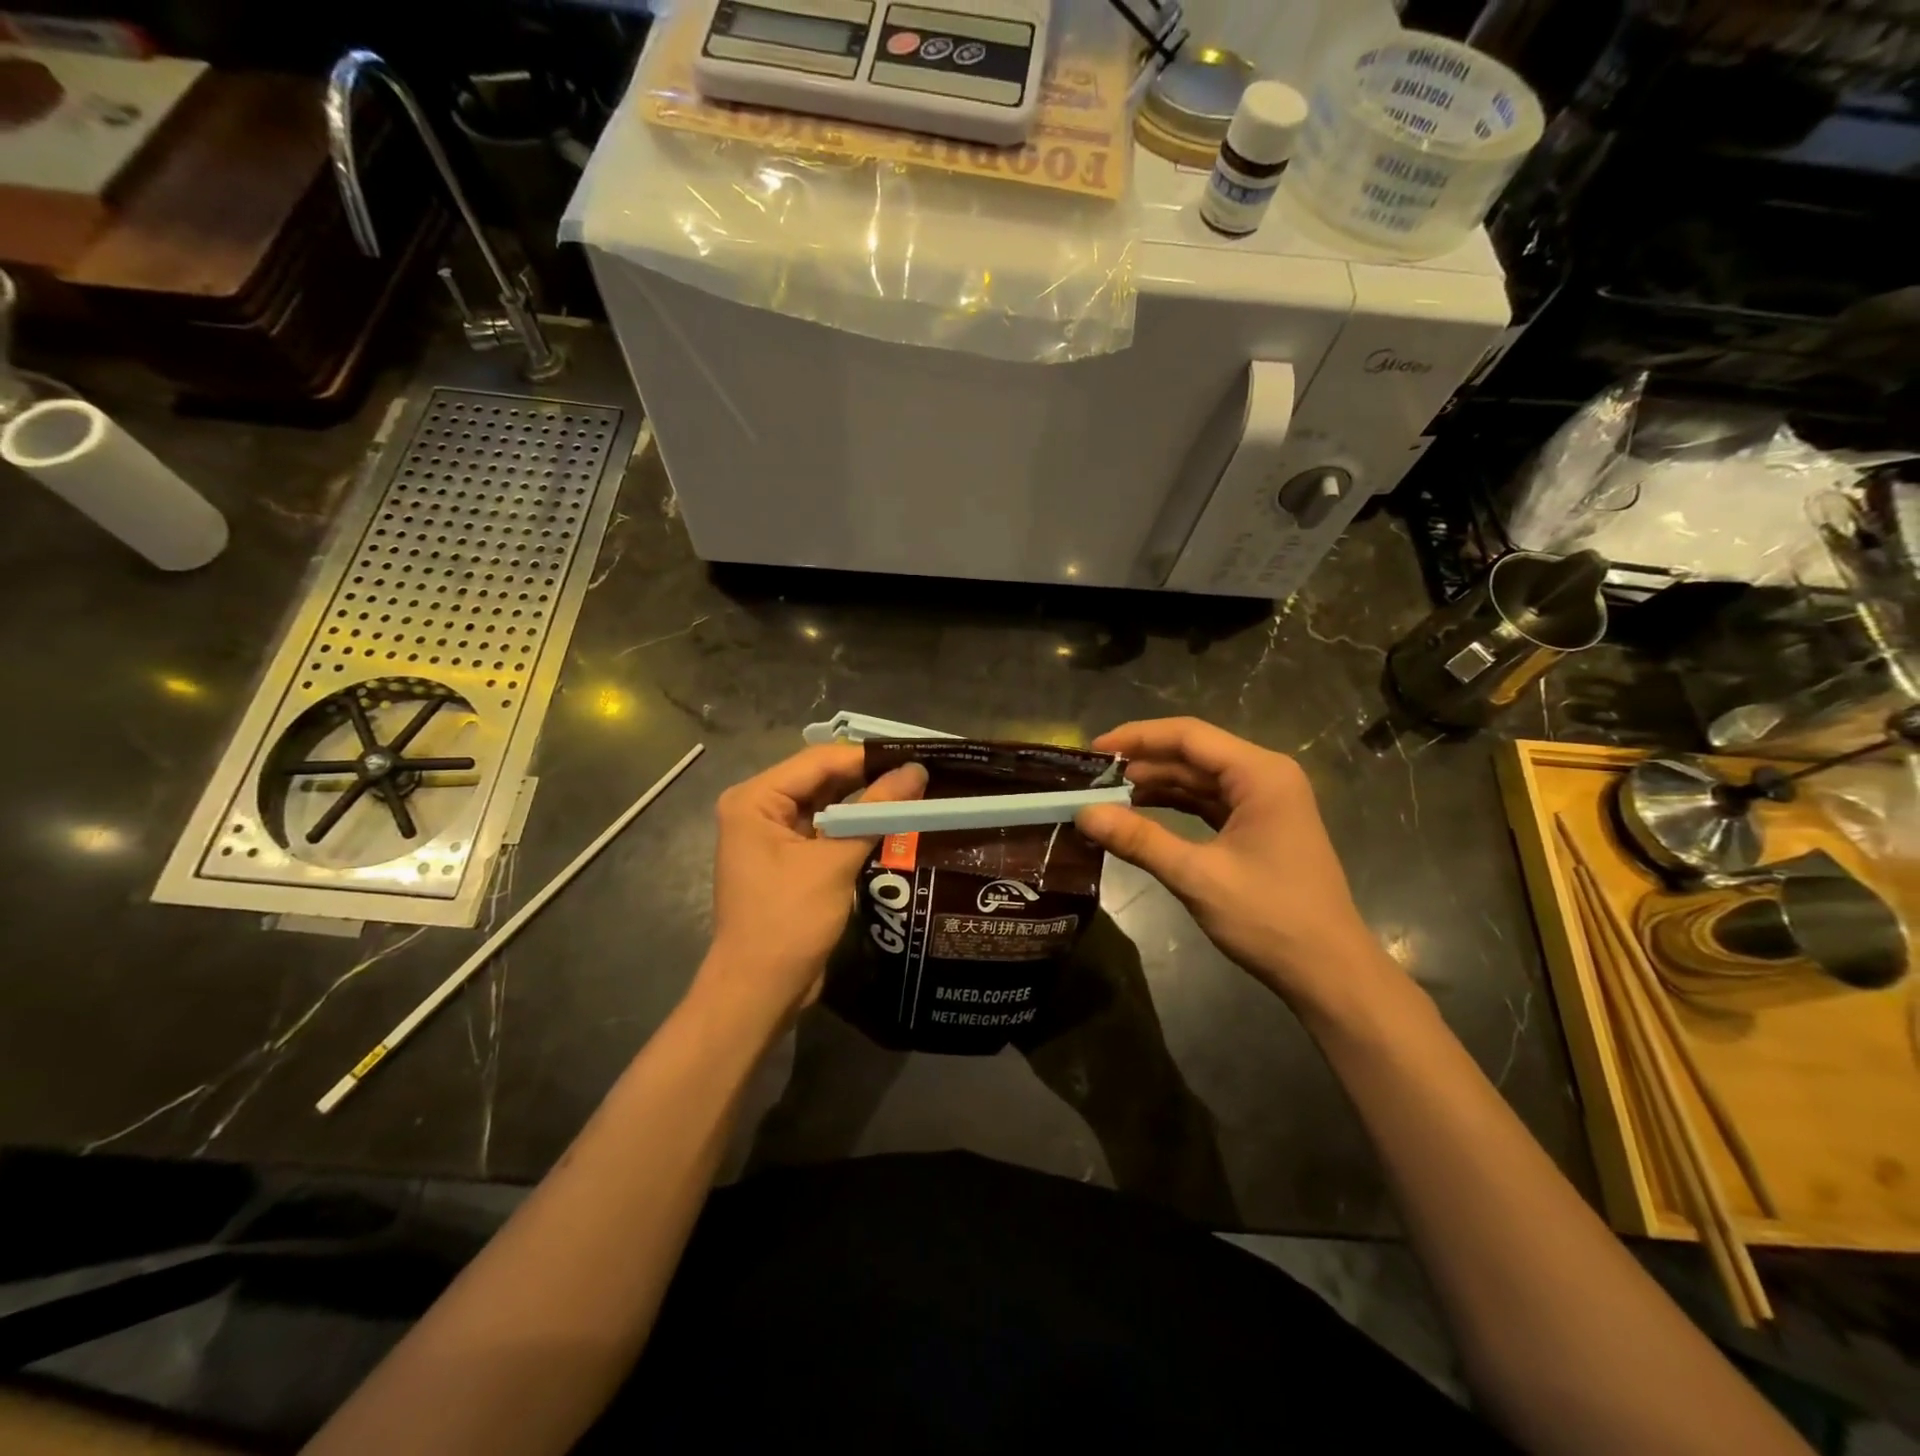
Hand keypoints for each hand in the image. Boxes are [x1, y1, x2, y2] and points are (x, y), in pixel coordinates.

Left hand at [698, 744, 926, 1026]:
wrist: (759, 992)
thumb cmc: (789, 921)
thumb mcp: (835, 862)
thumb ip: (876, 812)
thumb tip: (917, 771)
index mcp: (756, 799)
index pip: (819, 761)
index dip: (868, 756)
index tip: (915, 754)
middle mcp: (759, 809)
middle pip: (822, 780)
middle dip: (869, 777)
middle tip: (921, 772)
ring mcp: (773, 836)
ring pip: (827, 805)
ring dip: (866, 802)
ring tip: (916, 791)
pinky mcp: (789, 860)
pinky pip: (827, 831)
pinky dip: (856, 827)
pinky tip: (893, 823)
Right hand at [1076, 717, 1394, 1015]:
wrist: (1329, 972)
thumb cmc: (1270, 918)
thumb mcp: (1197, 876)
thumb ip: (1139, 840)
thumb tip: (1083, 814)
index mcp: (1260, 774)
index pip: (1188, 736)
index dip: (1137, 738)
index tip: (1092, 750)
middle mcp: (1265, 777)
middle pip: (1193, 754)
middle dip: (1142, 763)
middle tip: (1090, 778)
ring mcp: (1264, 802)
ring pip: (1198, 779)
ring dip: (1154, 785)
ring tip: (1105, 795)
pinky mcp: (1258, 827)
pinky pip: (1207, 803)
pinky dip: (1173, 806)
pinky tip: (1138, 814)